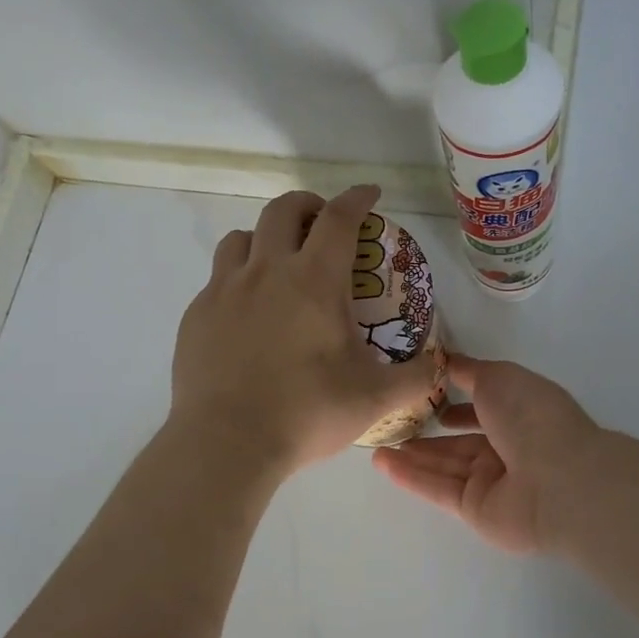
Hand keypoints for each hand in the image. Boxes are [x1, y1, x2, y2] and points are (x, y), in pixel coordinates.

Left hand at [171, 186, 439, 472]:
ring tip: (279, 262)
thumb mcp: (375, 398)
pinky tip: (247, 313)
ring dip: (265, 238)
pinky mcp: (196, 315)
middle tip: (323, 224)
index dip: (358, 199)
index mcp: (314, 280)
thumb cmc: (306, 413)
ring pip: (241, 238)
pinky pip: (218, 279)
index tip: (369, 194)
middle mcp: (266, 271)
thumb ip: (416, 378)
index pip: (339, 218)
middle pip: (283, 210)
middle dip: (308, 205)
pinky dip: (238, 279)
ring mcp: (224, 290)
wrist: (226, 443)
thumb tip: (442, 365)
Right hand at [372, 353, 599, 553]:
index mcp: (521, 413)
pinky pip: (439, 489)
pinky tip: (382, 463)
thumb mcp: (497, 377)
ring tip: (376, 443)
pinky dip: (411, 476)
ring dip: (412, 455)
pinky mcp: (476, 510)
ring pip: (445, 465)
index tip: (425, 396)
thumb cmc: (531, 417)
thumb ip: (469, 371)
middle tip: (392, 424)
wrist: (559, 481)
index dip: (457, 403)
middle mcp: (509, 448)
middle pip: (460, 442)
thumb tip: (447, 361)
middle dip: (429, 434)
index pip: (484, 408)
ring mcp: (493, 482)